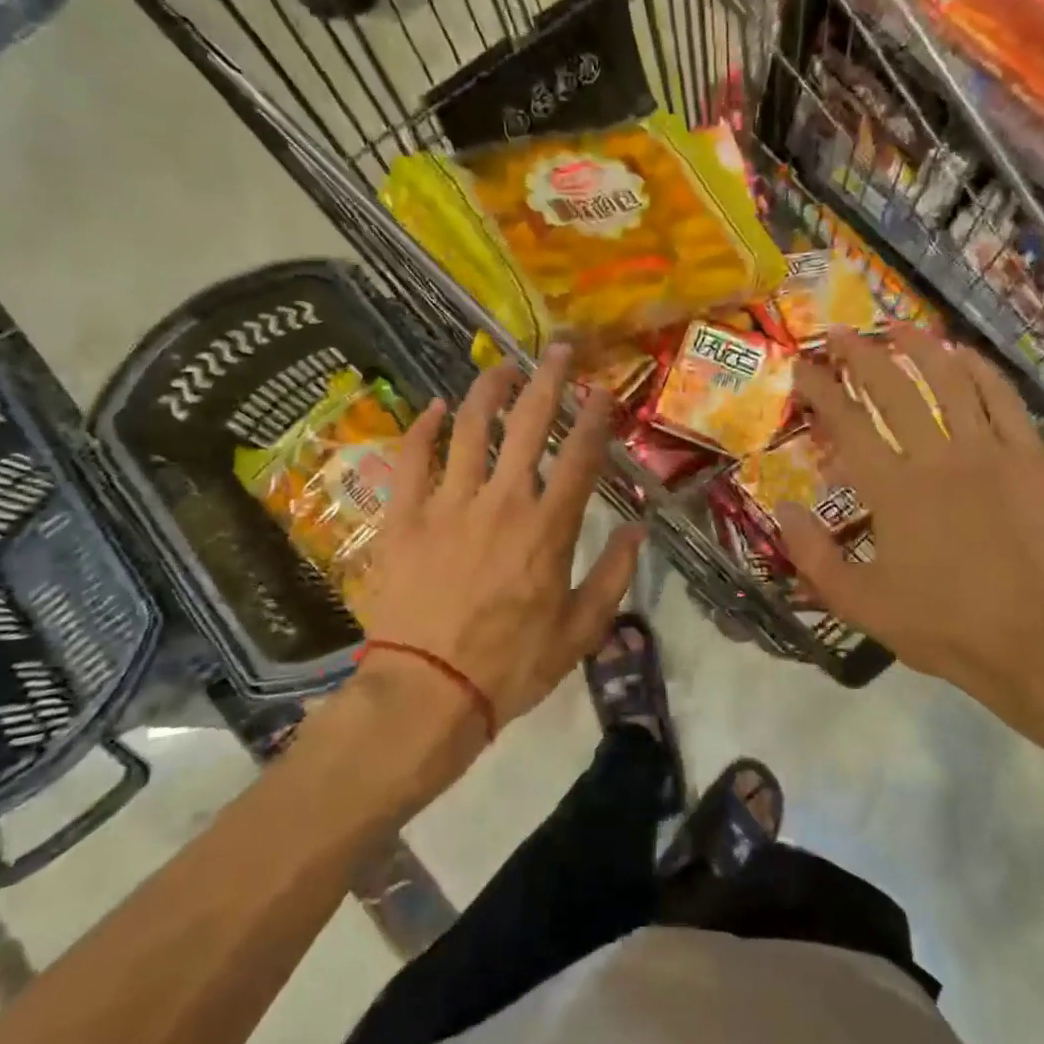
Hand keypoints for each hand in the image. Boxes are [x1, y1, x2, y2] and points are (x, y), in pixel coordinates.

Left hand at [352, 345, 644, 737]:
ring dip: (490, 390)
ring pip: (470, 428)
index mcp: (548, 527)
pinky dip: (424, 427)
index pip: (580, 456)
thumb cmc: (511, 665)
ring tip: (503, 367)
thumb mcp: (581, 630)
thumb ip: (614, 575)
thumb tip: (640, 530)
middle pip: (528, 424)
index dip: (595, 417)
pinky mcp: (404, 517)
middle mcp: (501, 501)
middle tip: (559, 350)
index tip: (603, 390)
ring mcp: (447, 504)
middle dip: (549, 380)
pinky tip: (436, 406)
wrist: (427, 692)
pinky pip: (411, 458)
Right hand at [777, 328, 1043, 741]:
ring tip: (898, 327)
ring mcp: (989, 454)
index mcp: (892, 489)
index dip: (820, 389)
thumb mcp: (857, 602)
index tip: (802, 366)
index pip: (847, 423)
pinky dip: (981, 371)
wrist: (1032, 644)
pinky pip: (1004, 401)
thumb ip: (812, 555)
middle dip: (861, 355)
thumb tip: (784, 509)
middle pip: (893, 389)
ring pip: (950, 381)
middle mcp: (937, 458)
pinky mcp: (1029, 460)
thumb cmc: (939, 625)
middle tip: (840, 333)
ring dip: (920, 348)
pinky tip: (963, 355)